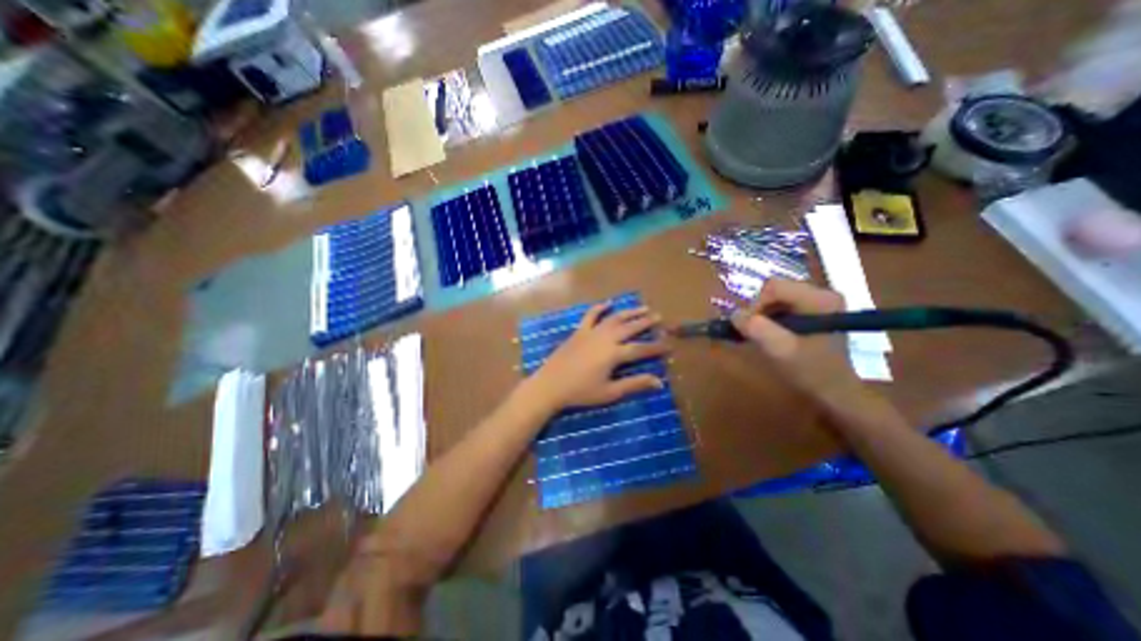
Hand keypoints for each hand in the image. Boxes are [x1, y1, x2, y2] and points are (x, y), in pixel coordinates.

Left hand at [524, 302, 670, 413]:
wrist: (550, 385)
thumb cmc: (581, 392)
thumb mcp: (610, 392)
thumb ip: (634, 385)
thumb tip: (659, 382)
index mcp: (614, 354)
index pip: (640, 348)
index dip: (656, 347)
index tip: (669, 345)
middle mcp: (605, 338)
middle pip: (629, 327)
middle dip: (645, 322)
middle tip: (659, 317)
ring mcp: (591, 332)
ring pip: (614, 318)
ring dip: (629, 312)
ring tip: (642, 307)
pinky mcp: (579, 331)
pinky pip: (590, 316)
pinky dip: (599, 308)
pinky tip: (608, 303)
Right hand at [731, 278, 866, 405]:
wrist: (835, 392)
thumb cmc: (811, 372)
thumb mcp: (780, 351)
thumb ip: (757, 329)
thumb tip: (734, 314)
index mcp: (820, 299)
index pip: (773, 287)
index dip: (755, 305)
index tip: (748, 328)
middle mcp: (823, 293)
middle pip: (775, 289)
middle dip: (759, 310)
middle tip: (753, 332)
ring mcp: (820, 301)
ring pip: (776, 297)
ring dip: (763, 314)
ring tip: (762, 334)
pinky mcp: (815, 310)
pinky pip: (782, 305)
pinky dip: (771, 317)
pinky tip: (772, 333)